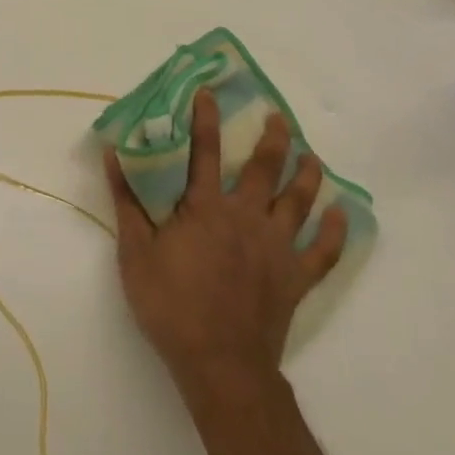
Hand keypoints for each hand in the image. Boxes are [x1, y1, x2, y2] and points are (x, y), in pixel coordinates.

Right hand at [104, 89, 345, 403]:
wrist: (219, 362)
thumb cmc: (170, 304)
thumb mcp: (135, 252)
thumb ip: (127, 202)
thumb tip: (113, 156)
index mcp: (205, 208)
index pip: (205, 152)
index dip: (206, 119)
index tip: (209, 92)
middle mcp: (245, 217)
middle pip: (265, 169)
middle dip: (273, 138)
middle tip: (279, 117)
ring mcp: (276, 247)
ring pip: (300, 202)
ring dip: (308, 175)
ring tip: (313, 156)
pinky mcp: (295, 278)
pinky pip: (323, 251)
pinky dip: (335, 232)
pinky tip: (341, 214)